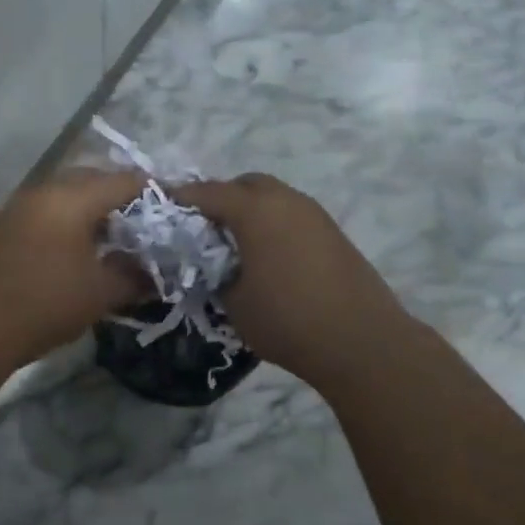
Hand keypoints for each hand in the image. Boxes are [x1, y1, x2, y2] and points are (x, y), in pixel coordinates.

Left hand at [0, 168, 149, 368]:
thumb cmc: (42, 304)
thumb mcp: (100, 293)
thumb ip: (135, 276)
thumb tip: (157, 272)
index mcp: (72, 197)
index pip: (125, 181)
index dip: (156, 193)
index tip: (178, 211)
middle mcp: (45, 190)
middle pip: (96, 179)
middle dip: (126, 197)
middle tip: (150, 224)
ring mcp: (22, 206)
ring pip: (70, 193)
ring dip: (97, 209)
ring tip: (120, 238)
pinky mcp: (7, 226)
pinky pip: (52, 209)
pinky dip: (74, 220)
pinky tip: (84, 249)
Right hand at [176, 174, 411, 389]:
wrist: (361, 340)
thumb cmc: (287, 320)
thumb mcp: (234, 303)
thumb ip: (215, 275)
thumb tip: (214, 266)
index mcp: (255, 209)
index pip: (207, 192)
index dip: (182, 198)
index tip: (163, 206)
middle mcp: (285, 200)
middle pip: (245, 185)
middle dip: (221, 198)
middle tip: (204, 228)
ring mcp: (313, 213)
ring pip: (273, 197)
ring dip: (251, 211)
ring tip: (236, 244)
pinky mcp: (332, 232)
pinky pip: (292, 215)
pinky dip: (274, 224)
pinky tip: (269, 256)